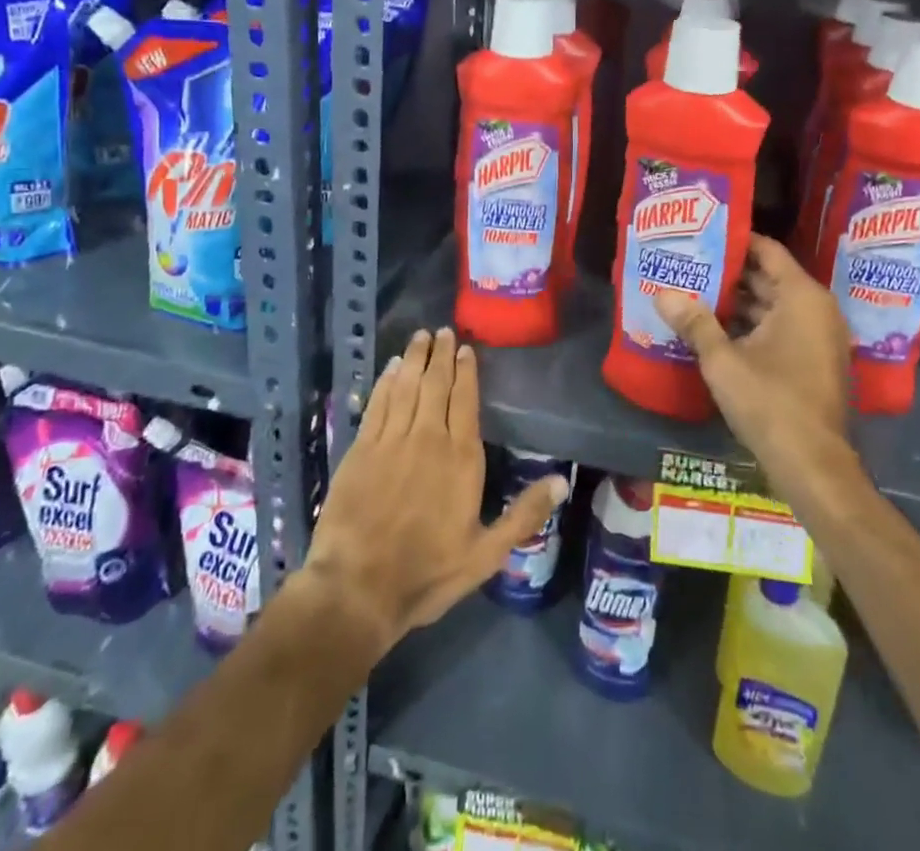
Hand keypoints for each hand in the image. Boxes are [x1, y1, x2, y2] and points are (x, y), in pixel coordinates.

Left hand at [303, 327, 568, 657]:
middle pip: (435, 384)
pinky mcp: (361, 449)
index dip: (466, 371)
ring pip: (406, 386)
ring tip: (419, 337)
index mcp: (461, 457)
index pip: (465, 400)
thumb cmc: (427, 573)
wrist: (357, 589)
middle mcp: (428, 438)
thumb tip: (562, 481)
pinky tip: (390, 369)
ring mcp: (391, 440)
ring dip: (414, 359)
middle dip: (440, 355)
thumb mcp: (486, 554)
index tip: (464, 348)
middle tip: (441, 330)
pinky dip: (385, 382)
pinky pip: (377, 404)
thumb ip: (524, 514)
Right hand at [655, 236, 851, 485]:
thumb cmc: (770, 402)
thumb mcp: (723, 361)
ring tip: (694, 292)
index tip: (701, 236)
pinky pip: (780, 327)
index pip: (767, 251)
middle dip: (729, 273)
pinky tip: (715, 329)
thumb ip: (694, 323)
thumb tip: (662, 293)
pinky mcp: (814, 361)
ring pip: (773, 305)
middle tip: (688, 264)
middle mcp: (816, 309)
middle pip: (769, 277)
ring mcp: (818, 336)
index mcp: (801, 296)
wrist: (814, 466)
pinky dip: (752, 325)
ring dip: (738, 302)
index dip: (734, 241)